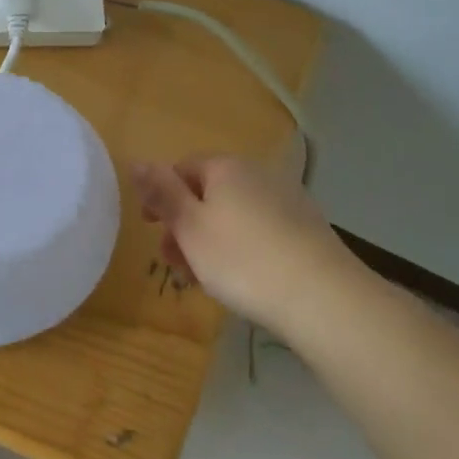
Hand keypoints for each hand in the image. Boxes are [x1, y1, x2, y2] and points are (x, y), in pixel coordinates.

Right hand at [131, 155, 350, 329]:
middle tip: (173, 261)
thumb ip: (161, 193)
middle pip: (208, 193)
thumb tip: (137, 162)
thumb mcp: (189, 226)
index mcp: (226, 167)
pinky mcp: (305, 229)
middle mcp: (258, 174)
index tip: (151, 229)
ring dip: (209, 241)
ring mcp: (287, 200)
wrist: (321, 296)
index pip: (182, 168)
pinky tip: (240, 279)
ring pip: (232, 215)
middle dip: (184, 225)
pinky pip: (258, 231)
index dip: (161, 196)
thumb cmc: (241, 258)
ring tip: (203, 278)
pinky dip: (240, 249)